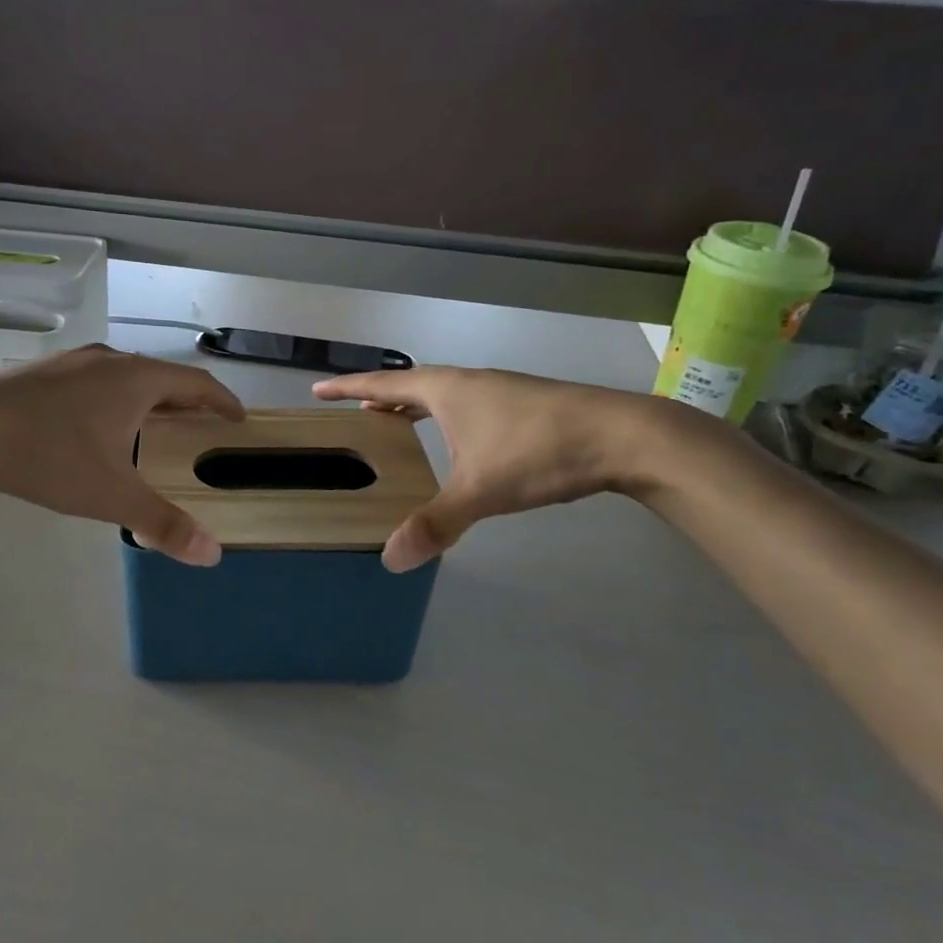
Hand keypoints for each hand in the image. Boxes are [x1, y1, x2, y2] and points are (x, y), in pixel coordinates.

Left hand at [0, 346, 245, 566]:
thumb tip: (212, 554)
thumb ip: (162, 523)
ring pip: (128, 376)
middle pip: (164, 377)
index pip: (197, 383)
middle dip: (188, 402)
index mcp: (138, 380)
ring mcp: (75, 360)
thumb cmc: (50, 454)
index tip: (238, 418)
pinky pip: (98, 380)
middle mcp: (112, 360)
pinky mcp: (46, 370)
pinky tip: (99, 423)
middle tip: (201, 427)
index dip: (223, 401)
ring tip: (154, 425)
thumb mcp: (109, 494)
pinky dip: (117, 398)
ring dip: (150, 399)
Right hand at [312, 367, 679, 571]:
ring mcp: (500, 391)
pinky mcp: (524, 405)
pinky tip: (459, 443)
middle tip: (355, 413)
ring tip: (397, 425)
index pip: (383, 385)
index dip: (348, 388)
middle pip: (412, 385)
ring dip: (414, 407)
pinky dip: (445, 418)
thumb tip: (390, 560)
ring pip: (443, 394)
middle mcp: (469, 383)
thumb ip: (436, 523)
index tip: (319, 389)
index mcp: (447, 391)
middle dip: (380, 398)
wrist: (623, 437)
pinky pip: (467, 405)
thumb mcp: (480, 491)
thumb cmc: (539, 452)